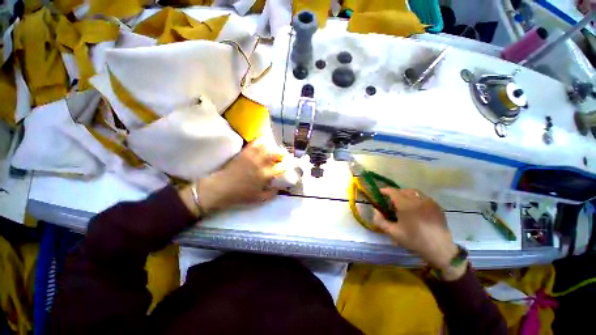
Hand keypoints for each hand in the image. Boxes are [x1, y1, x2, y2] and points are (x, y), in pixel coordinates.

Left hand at [180, 140, 286, 215]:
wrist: (220, 188)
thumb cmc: (240, 195)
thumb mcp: (258, 199)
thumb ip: (271, 194)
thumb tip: (280, 189)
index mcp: (265, 175)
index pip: (281, 167)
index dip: (287, 164)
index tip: (289, 163)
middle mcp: (261, 164)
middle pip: (275, 154)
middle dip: (282, 152)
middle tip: (284, 153)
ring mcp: (252, 157)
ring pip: (266, 146)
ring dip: (272, 145)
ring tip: (274, 147)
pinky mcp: (244, 153)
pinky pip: (254, 143)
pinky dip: (260, 140)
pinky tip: (263, 141)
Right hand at [374, 188, 465, 279]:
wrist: (440, 250)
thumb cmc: (414, 240)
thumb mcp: (393, 232)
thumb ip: (380, 220)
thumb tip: (375, 211)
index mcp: (406, 205)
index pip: (393, 191)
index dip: (385, 191)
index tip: (380, 193)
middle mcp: (418, 200)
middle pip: (403, 190)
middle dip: (395, 193)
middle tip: (391, 201)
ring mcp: (429, 202)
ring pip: (414, 192)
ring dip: (406, 194)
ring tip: (403, 203)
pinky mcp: (437, 206)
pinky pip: (423, 197)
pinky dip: (416, 198)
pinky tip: (416, 208)